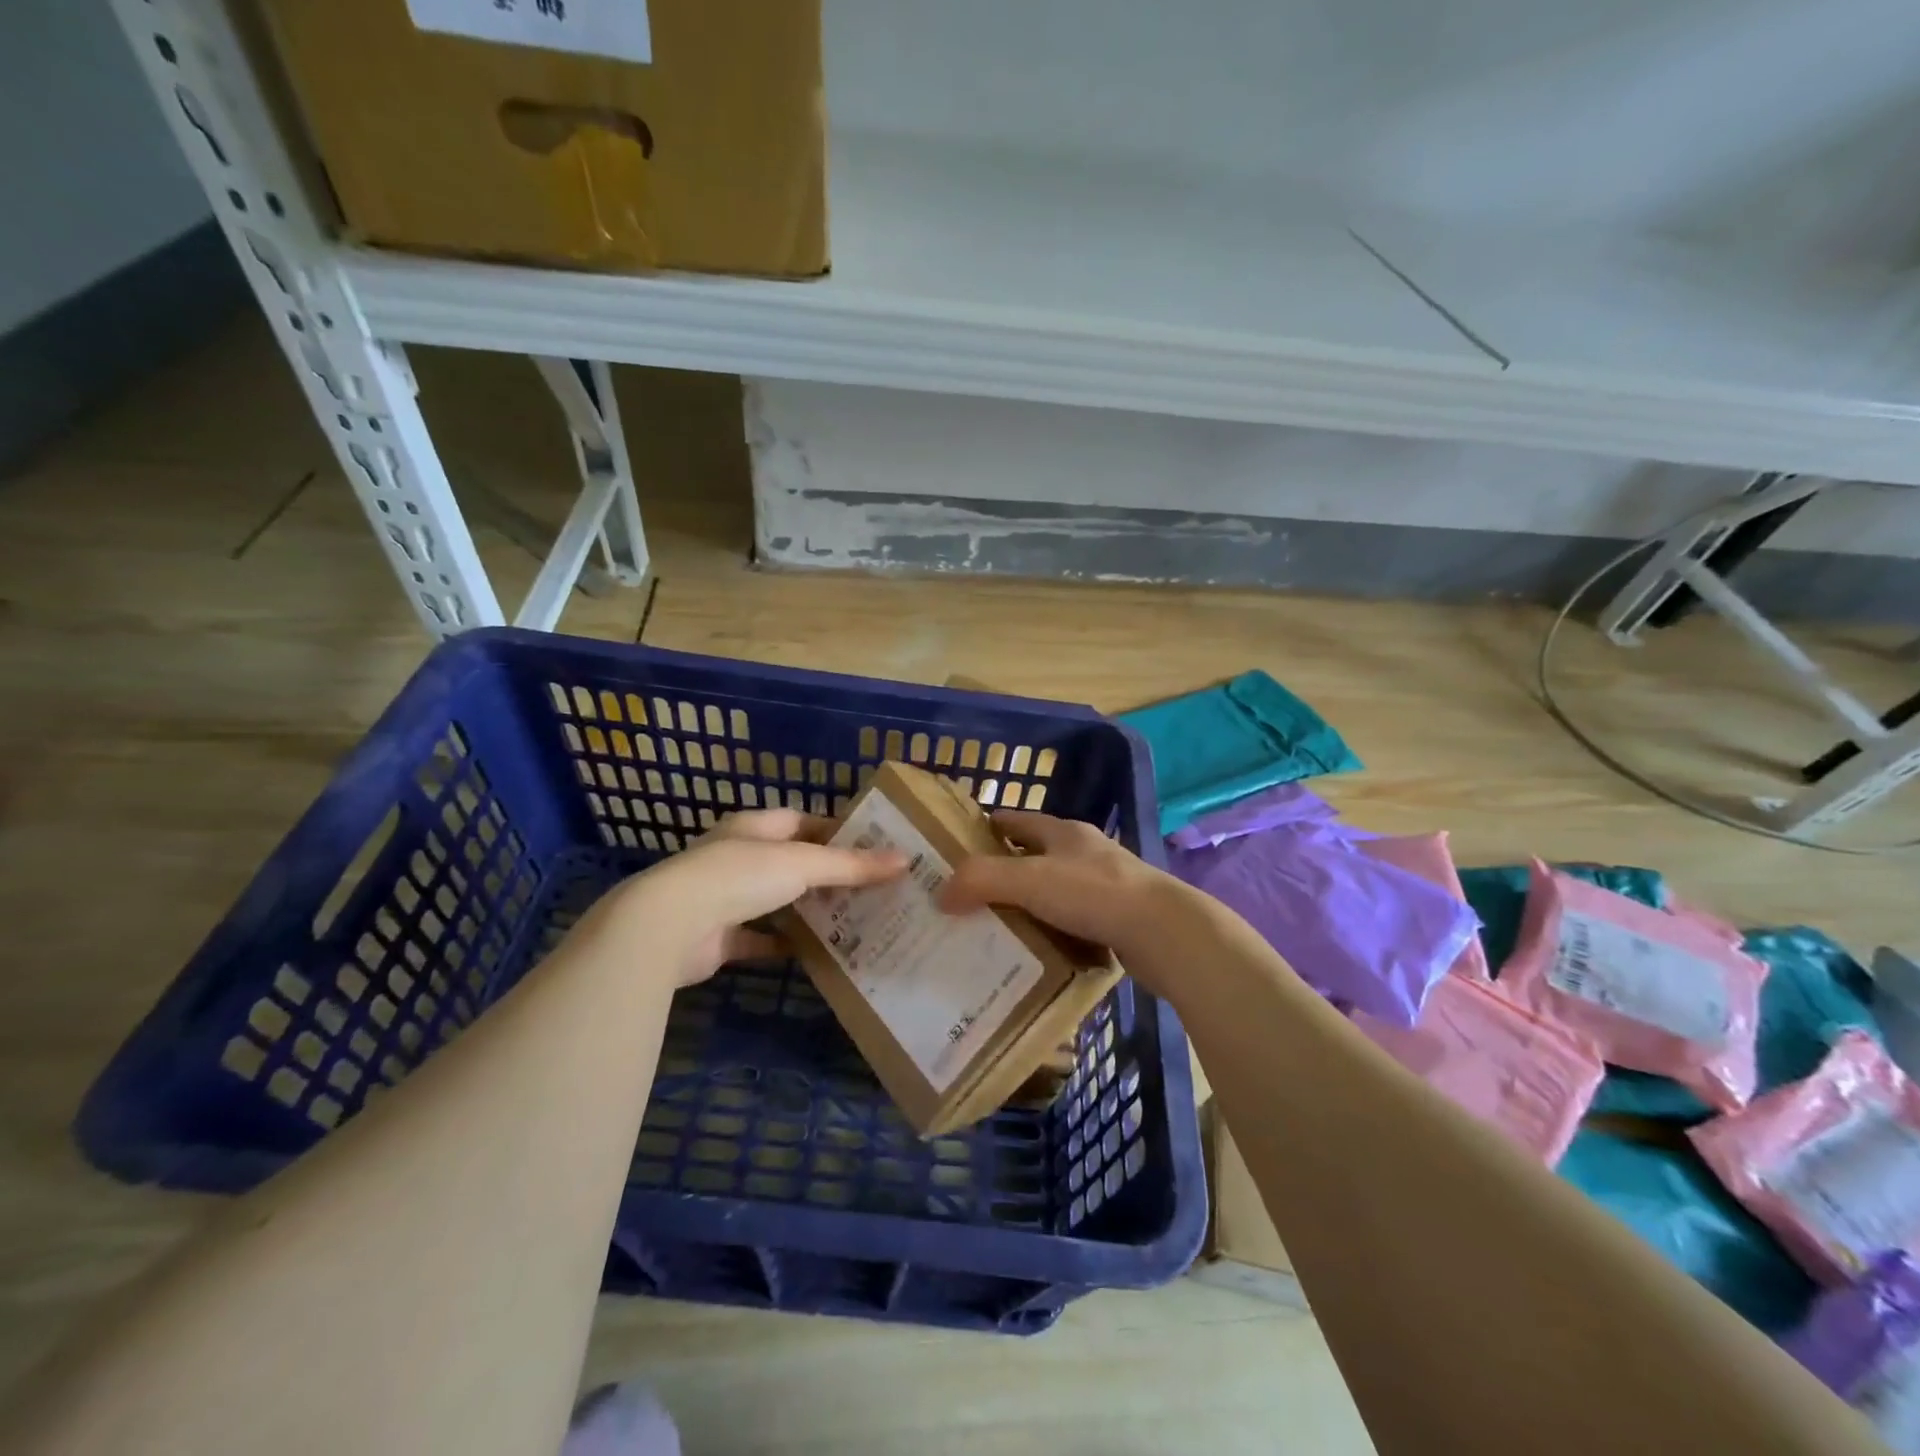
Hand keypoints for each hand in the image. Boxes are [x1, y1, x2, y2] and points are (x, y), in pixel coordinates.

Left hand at [618, 809, 905, 985]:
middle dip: (827, 873)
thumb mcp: (803, 863)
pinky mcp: (719, 937)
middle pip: (791, 861)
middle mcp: (738, 857)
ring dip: (807, 908)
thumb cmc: (739, 876)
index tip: (872, 846)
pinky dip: (785, 943)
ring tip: (853, 918)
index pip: (802, 820)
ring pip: (777, 900)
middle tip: (871, 888)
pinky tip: (817, 953)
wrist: (669, 926)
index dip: (836, 830)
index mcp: (754, 827)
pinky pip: (761, 938)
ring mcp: (725, 897)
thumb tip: (904, 859)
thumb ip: (851, 864)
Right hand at [937, 810, 1182, 978]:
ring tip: (990, 929)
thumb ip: (980, 880)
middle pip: (1032, 857)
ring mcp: (1103, 885)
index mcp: (1063, 832)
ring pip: (1051, 891)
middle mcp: (1083, 852)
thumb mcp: (1029, 880)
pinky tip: (1032, 952)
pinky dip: (1049, 932)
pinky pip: (1070, 921)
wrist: (1165, 933)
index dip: (983, 830)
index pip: (1014, 821)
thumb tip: (940, 894)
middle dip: (1000, 873)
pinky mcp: (1116, 918)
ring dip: (1025, 906)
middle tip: (964, 897)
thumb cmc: (1094, 893)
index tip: (952, 849)